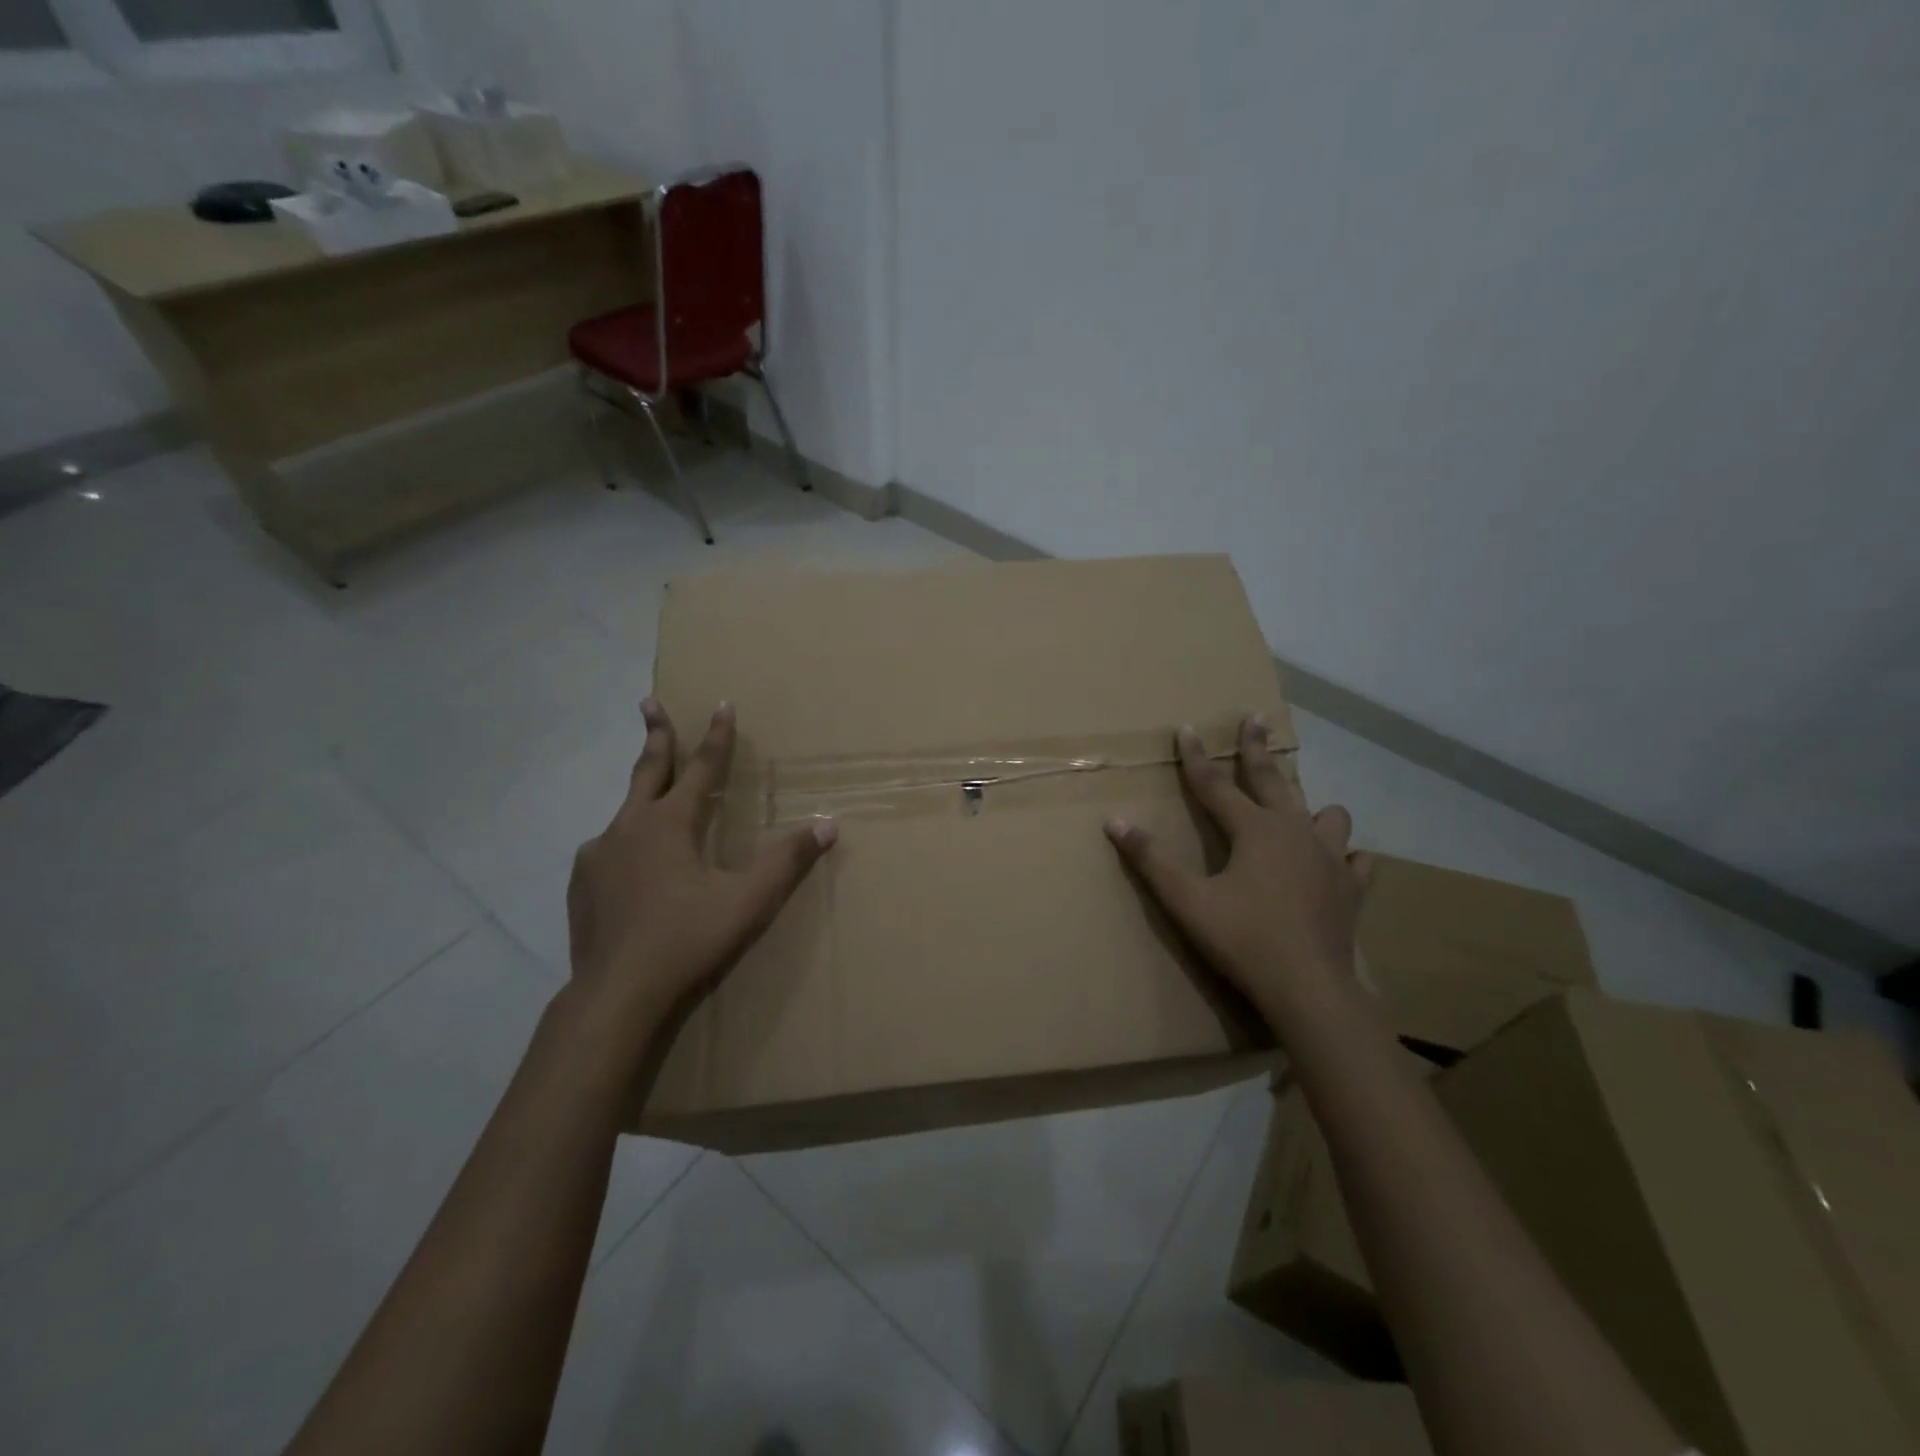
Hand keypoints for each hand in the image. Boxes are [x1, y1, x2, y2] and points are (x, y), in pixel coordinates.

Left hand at [565, 699, 836, 1042]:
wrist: (616, 995)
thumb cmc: (688, 940)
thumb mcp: (748, 901)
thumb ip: (788, 861)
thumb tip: (828, 824)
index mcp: (670, 824)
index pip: (701, 767)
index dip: (717, 736)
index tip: (722, 704)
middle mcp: (629, 827)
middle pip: (647, 769)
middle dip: (655, 733)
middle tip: (648, 701)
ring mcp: (598, 854)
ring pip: (626, 811)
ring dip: (642, 793)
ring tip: (651, 796)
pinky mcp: (581, 883)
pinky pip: (608, 848)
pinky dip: (626, 841)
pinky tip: (631, 864)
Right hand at [1104, 718, 1373, 1020]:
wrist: (1309, 988)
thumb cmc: (1242, 939)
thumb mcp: (1186, 899)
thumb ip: (1150, 858)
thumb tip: (1114, 821)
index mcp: (1254, 830)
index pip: (1215, 784)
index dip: (1195, 757)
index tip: (1185, 728)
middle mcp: (1295, 832)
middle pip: (1273, 780)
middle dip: (1258, 749)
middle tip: (1256, 719)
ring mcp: (1330, 858)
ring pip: (1328, 815)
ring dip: (1311, 807)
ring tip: (1302, 810)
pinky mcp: (1351, 889)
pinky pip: (1356, 860)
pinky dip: (1347, 855)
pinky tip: (1342, 861)